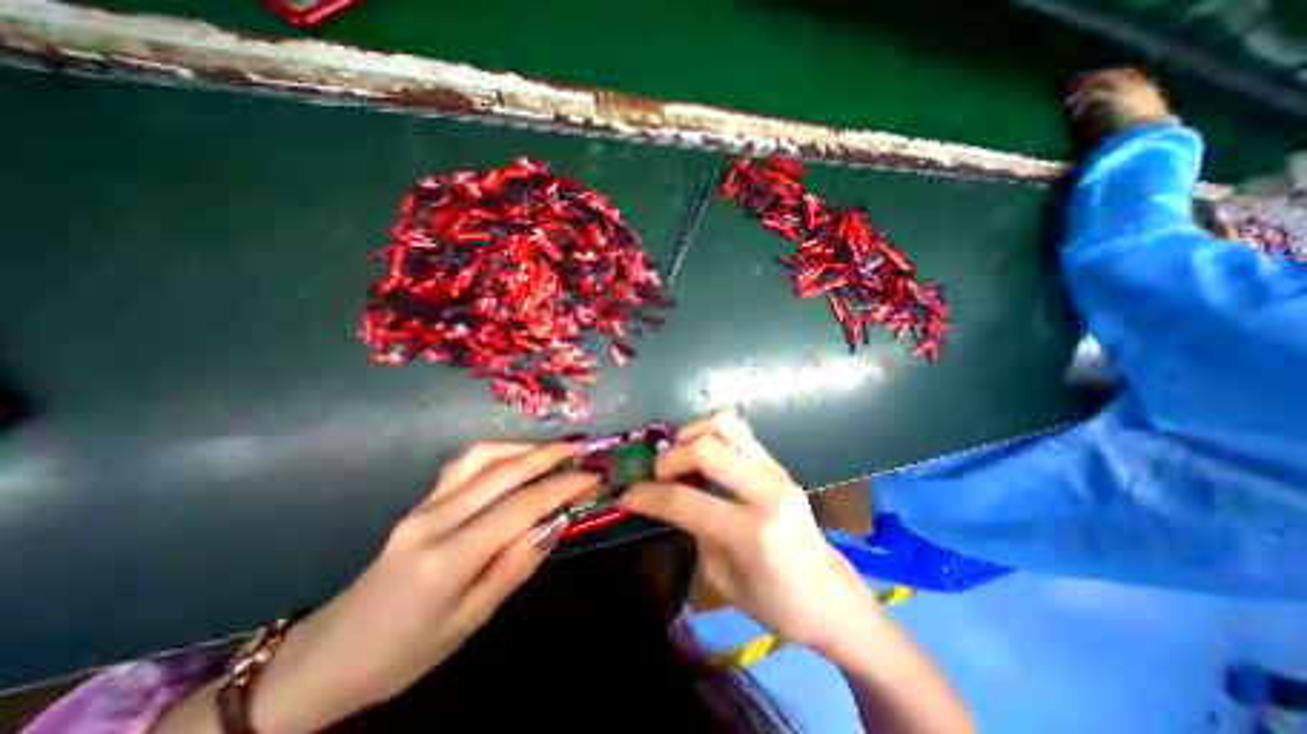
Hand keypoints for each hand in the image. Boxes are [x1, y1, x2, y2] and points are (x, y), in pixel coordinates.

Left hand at [250, 440, 596, 731]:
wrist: (328, 655)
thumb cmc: (405, 652)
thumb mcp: (470, 622)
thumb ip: (515, 567)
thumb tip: (555, 523)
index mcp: (448, 557)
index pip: (519, 507)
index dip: (561, 487)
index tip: (593, 476)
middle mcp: (436, 518)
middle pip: (502, 471)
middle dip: (548, 455)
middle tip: (582, 448)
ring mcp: (424, 504)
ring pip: (482, 456)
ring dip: (524, 446)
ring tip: (555, 449)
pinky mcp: (421, 500)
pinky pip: (464, 462)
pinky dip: (498, 450)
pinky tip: (516, 455)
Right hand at [620, 410, 875, 656]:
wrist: (831, 595)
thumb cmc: (776, 603)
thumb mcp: (721, 577)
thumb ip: (693, 529)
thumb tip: (668, 497)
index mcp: (751, 531)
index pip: (685, 500)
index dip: (647, 495)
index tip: (626, 495)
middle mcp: (766, 490)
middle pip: (704, 448)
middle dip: (670, 457)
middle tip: (659, 475)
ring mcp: (776, 470)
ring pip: (725, 424)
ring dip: (692, 434)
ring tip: (682, 456)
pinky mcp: (778, 463)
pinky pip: (739, 430)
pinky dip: (711, 432)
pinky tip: (702, 453)